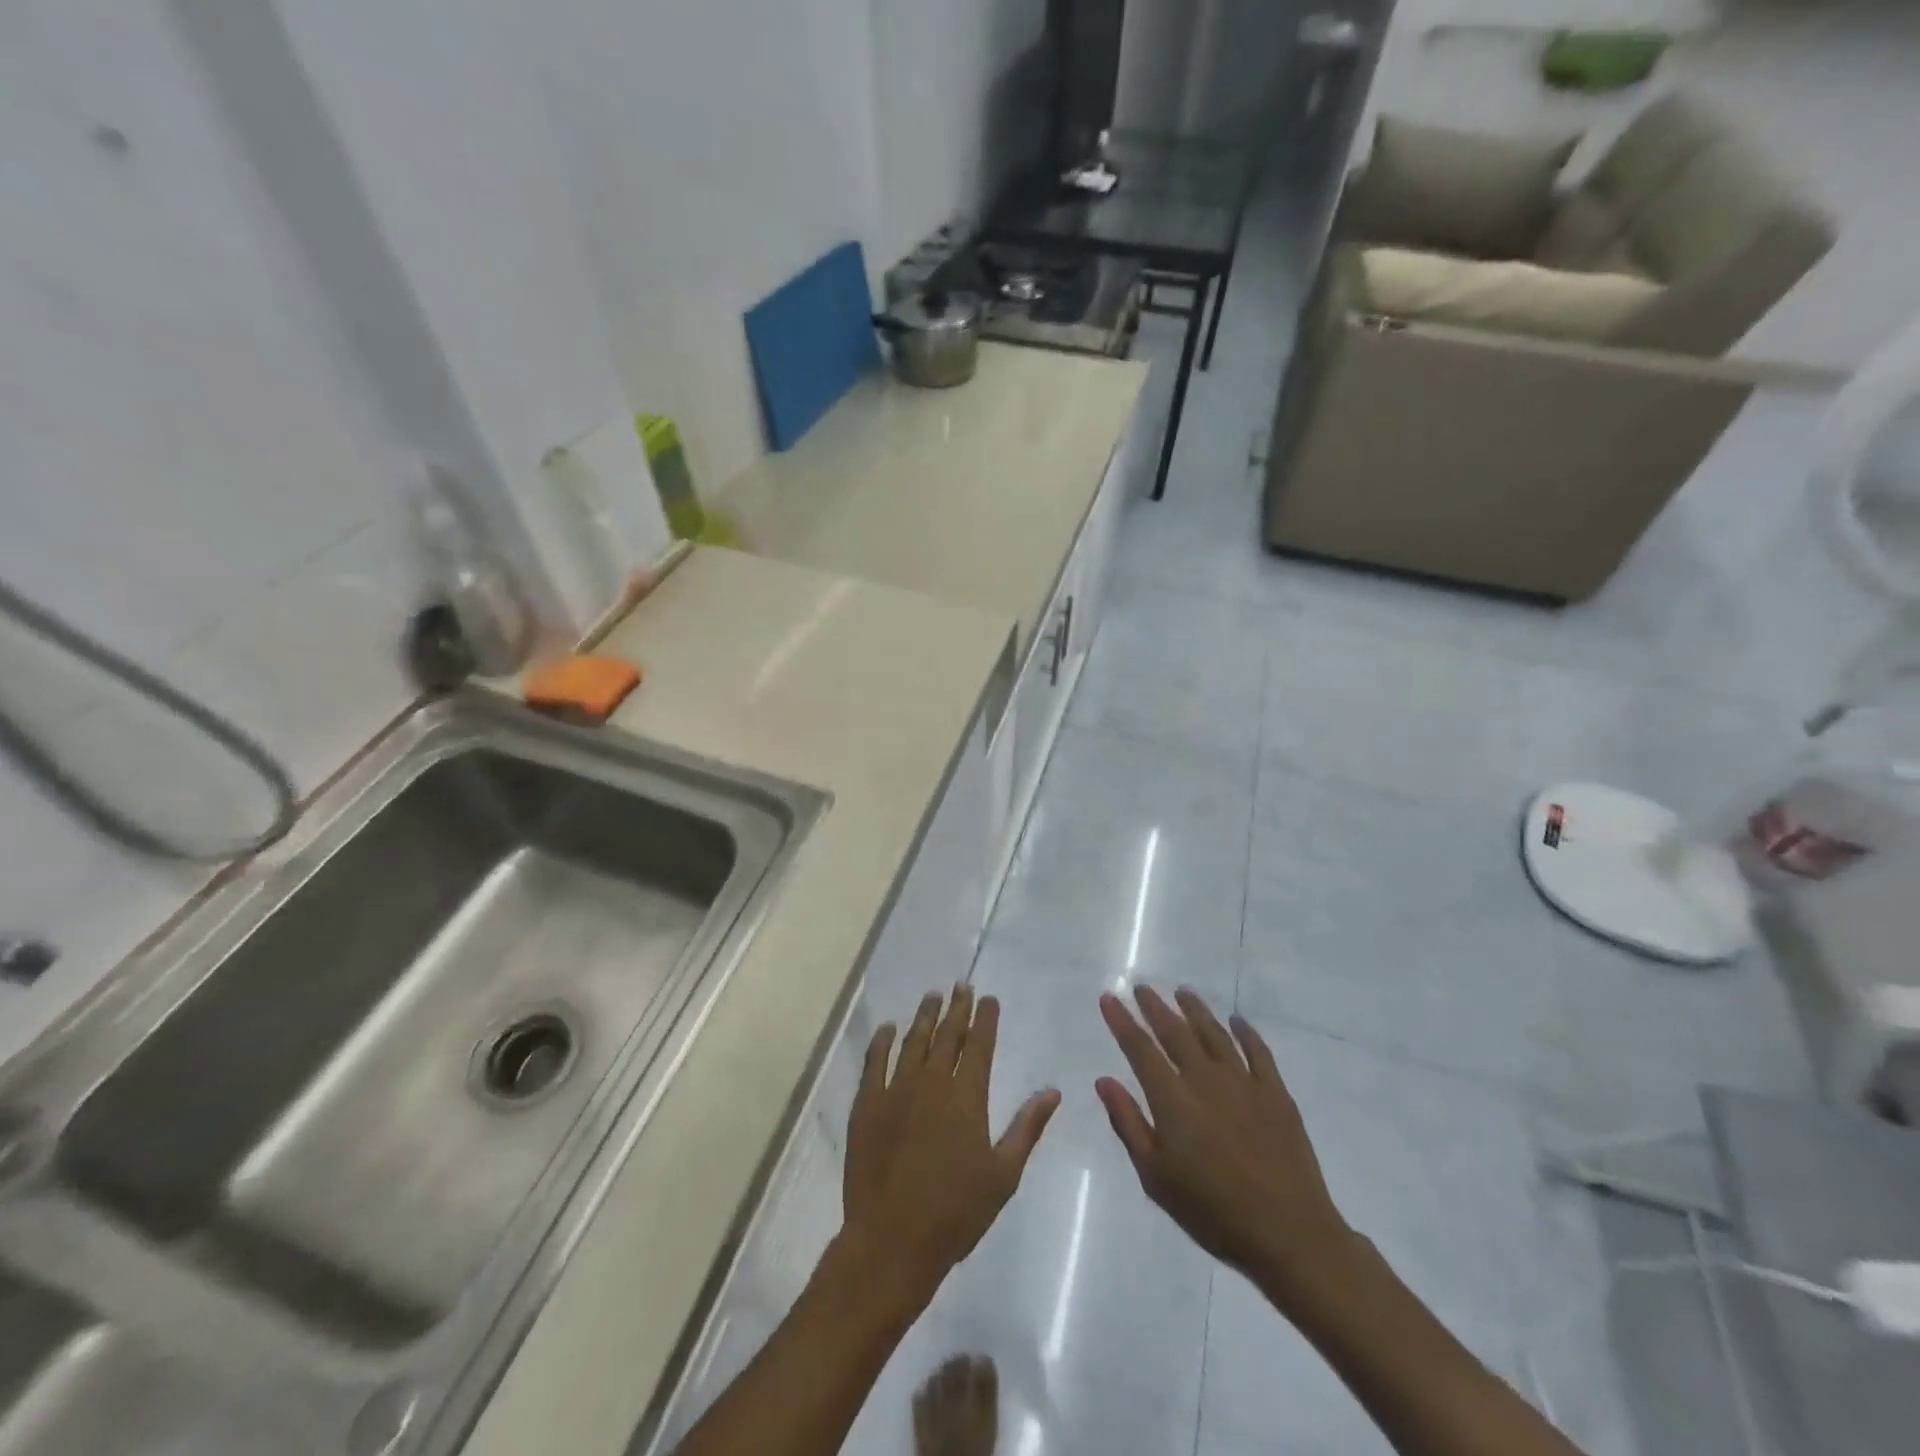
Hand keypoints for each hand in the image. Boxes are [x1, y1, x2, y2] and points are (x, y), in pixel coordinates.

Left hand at [841, 986, 1060, 1319]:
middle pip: (947, 1035)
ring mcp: (896, 1090)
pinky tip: (888, 1028)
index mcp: (967, 1097)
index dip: (985, 1019)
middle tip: (961, 986)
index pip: (979, 1045)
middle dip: (957, 1008)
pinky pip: (875, 1062)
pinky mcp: (868, 1104)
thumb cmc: (955, 1213)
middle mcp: (932, 1083)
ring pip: (913, 1041)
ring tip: (933, 996)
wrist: (892, 1240)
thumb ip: (1026, 1128)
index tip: (988, 998)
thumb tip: (1052, 1091)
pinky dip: (882, 1041)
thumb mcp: (1003, 1175)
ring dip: (924, 1016)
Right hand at [1096, 986, 1355, 1298]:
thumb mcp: (1156, 1177)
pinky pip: (1258, 1051)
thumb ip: (1128, 1123)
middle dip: (1155, 1007)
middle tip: (1141, 987)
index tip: (1109, 997)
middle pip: (1175, 1032)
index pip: (1140, 1049)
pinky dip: (1246, 1032)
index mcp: (1172, 1099)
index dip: (1122, 1021)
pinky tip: (1238, 1020)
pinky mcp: (1275, 1093)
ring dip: (1196, 1010)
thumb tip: (1104, 1080)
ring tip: (1183, 992)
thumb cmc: (1212, 1211)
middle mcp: (1205, 1079)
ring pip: (1214, 1033)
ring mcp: (1243, 1082)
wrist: (1288, 1234)